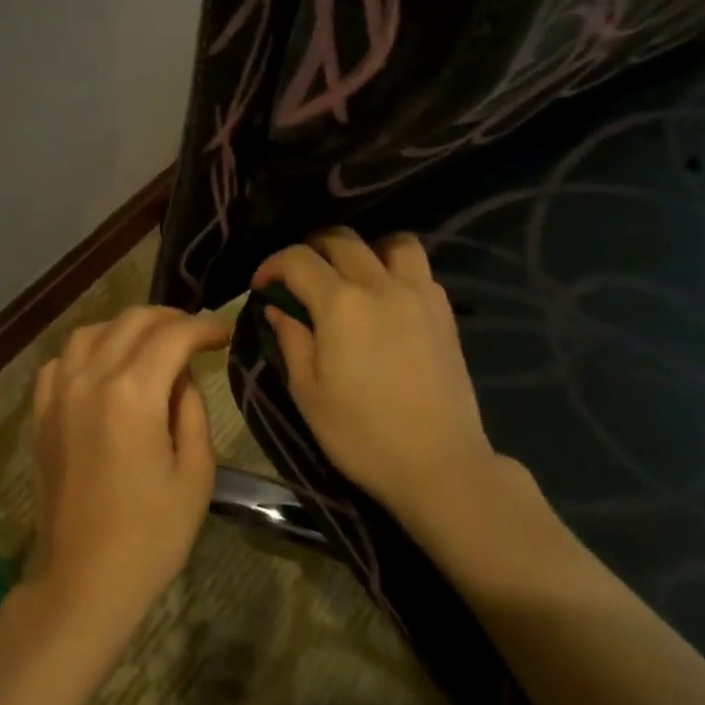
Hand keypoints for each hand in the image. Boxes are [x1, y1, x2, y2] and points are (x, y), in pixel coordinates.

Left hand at [25, 307, 228, 641]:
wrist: (83, 580)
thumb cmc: (151, 535)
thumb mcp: (195, 474)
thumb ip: (192, 410)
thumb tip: (182, 374)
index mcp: (133, 394)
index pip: (172, 336)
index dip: (203, 327)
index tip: (225, 332)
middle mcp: (91, 379)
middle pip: (132, 321)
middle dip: (170, 318)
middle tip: (196, 333)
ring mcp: (59, 393)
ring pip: (92, 331)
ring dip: (127, 327)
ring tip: (152, 343)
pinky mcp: (41, 412)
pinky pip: (62, 360)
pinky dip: (88, 350)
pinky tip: (104, 366)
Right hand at [252, 228, 511, 524]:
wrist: (439, 465)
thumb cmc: (362, 434)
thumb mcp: (308, 393)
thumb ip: (290, 340)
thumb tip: (277, 307)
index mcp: (340, 303)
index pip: (298, 259)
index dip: (273, 265)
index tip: (261, 286)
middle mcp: (380, 285)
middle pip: (342, 239)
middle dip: (312, 248)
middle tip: (299, 276)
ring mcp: (419, 295)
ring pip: (393, 242)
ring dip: (365, 249)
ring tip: (352, 274)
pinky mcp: (444, 313)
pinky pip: (420, 270)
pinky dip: (397, 270)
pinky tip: (387, 299)